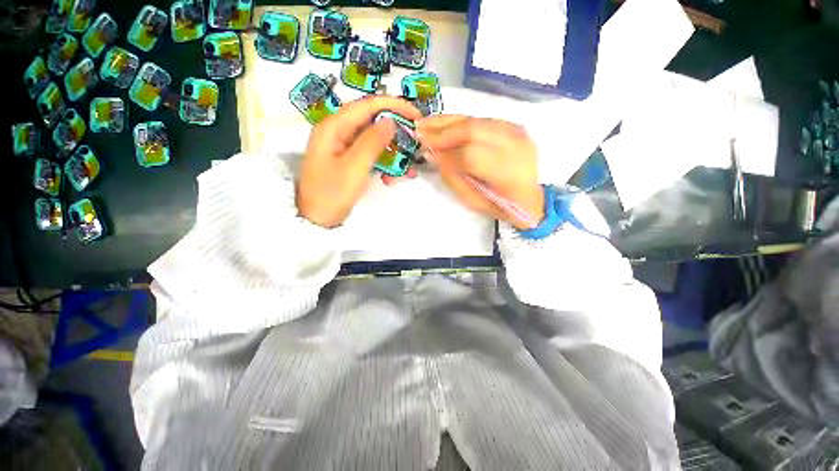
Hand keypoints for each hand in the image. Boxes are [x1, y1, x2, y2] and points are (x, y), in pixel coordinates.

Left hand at [297, 96, 420, 227]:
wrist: (316, 220)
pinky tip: (390, 179)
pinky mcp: (348, 162)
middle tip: (415, 143)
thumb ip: (372, 142)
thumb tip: (390, 120)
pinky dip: (383, 165)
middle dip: (395, 133)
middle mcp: (337, 132)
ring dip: (391, 153)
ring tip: (406, 170)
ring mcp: (342, 148)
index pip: (367, 105)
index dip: (393, 106)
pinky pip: (369, 156)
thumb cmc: (332, 193)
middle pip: (371, 122)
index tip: (416, 115)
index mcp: (334, 127)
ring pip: (373, 141)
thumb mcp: (354, 167)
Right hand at [416, 116, 543, 229]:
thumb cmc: (500, 205)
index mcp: (507, 173)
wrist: (531, 197)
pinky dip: (459, 121)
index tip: (425, 153)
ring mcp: (516, 132)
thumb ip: (453, 178)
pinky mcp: (512, 126)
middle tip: (419, 132)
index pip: (470, 156)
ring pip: (475, 120)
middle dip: (442, 131)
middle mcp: (514, 146)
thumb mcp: (473, 202)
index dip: (445, 153)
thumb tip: (434, 156)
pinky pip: (480, 119)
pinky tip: (444, 124)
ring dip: (447, 121)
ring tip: (425, 123)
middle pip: (472, 130)